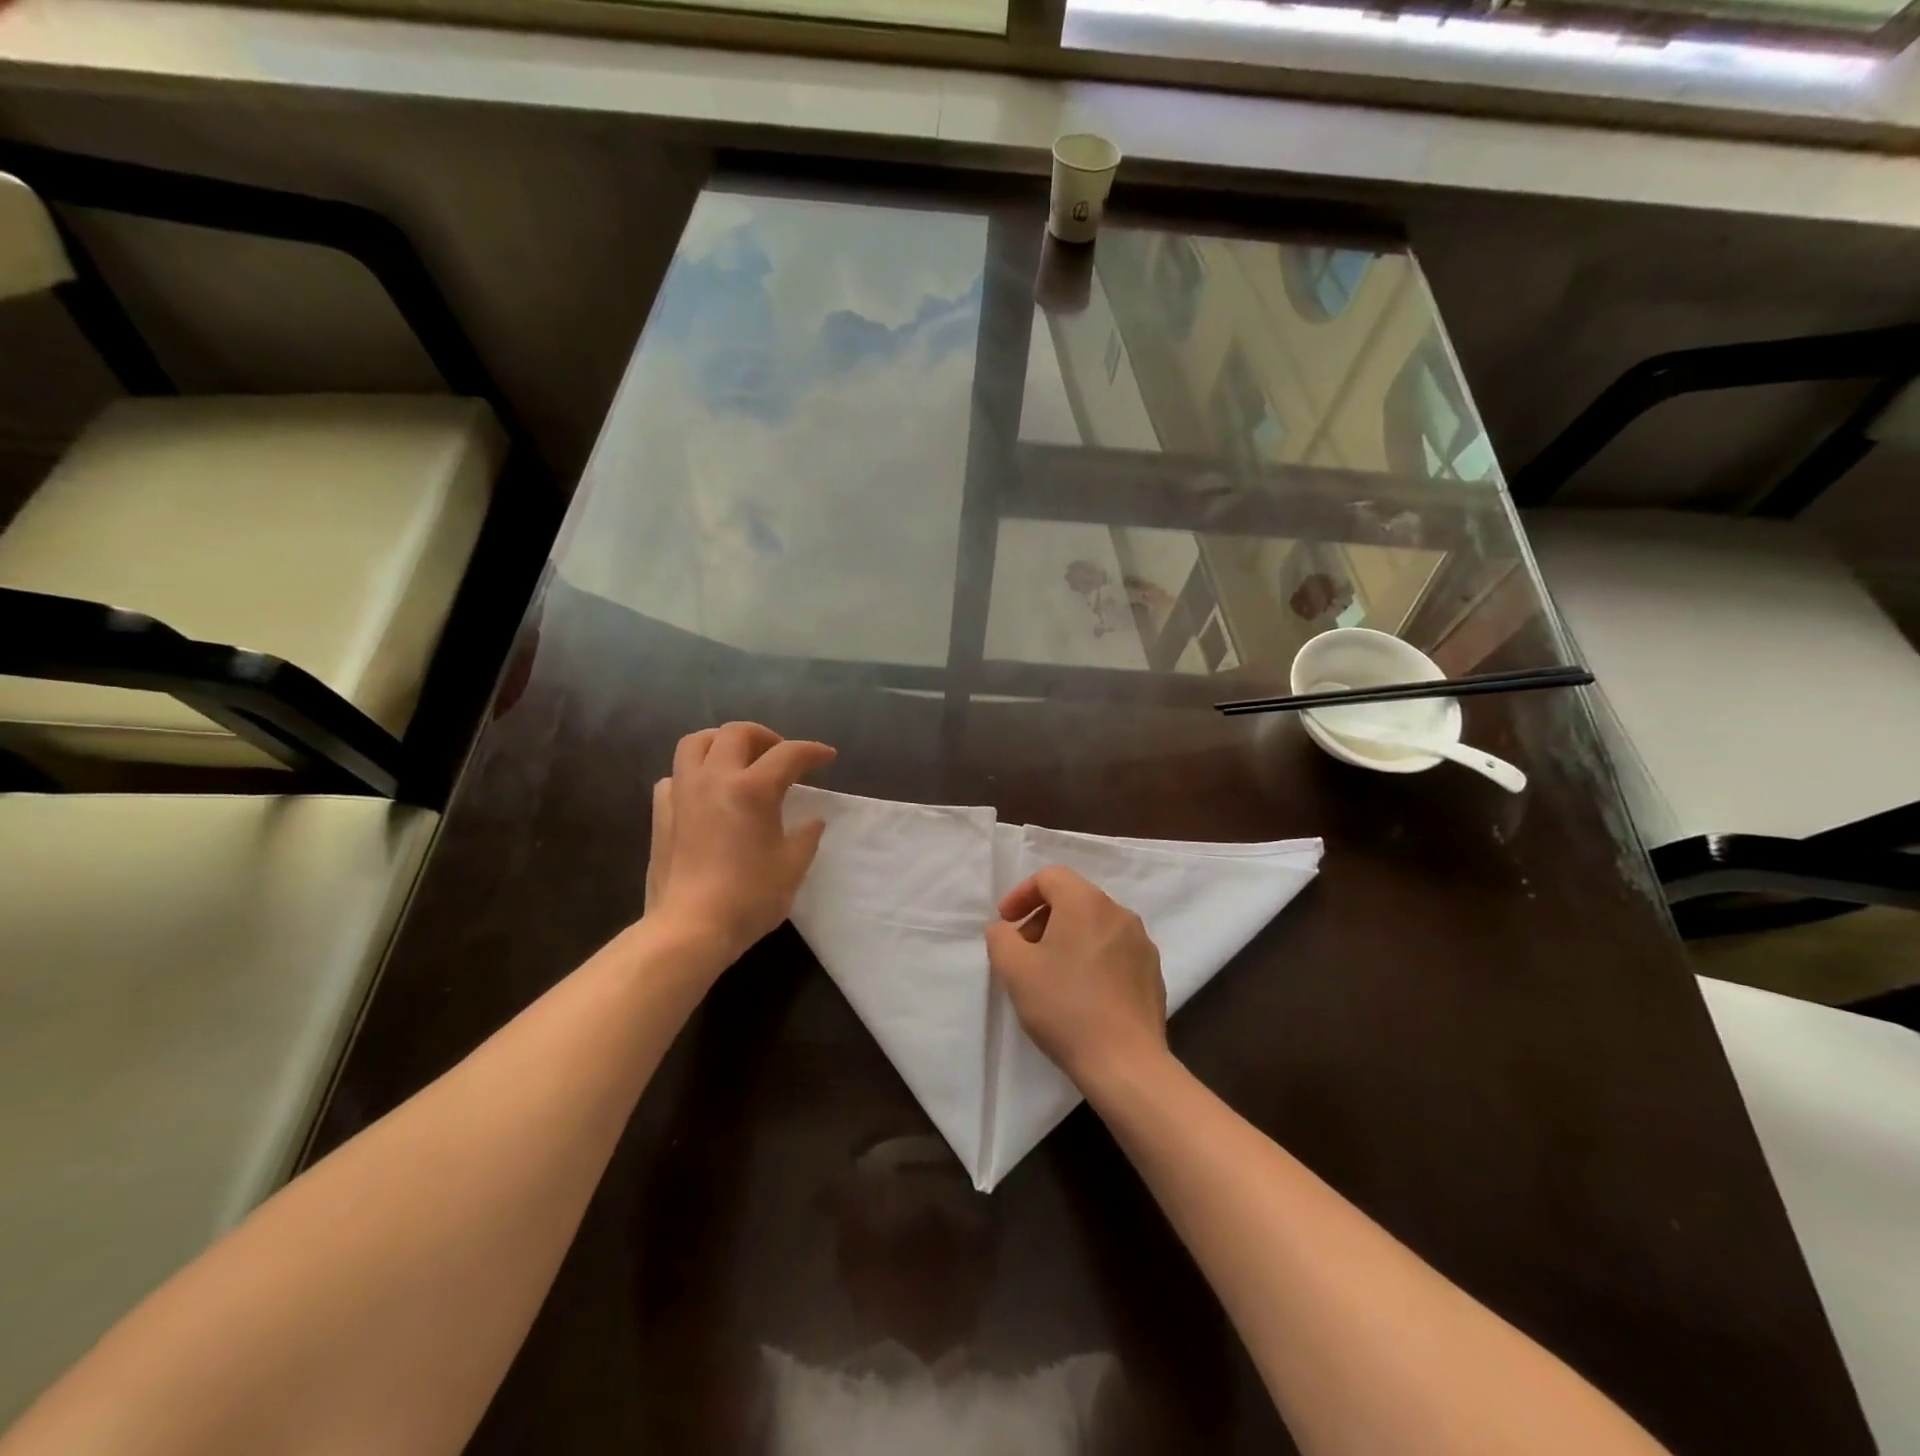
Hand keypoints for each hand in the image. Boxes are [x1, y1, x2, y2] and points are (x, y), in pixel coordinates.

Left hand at [644, 722, 835, 963]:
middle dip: (765, 737)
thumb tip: (811, 821)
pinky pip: (675, 776)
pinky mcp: (660, 813)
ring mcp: (682, 793)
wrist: (690, 928)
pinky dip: (693, 775)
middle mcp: (715, 778)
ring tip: (739, 761)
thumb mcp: (792, 866)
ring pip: (696, 743)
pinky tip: (706, 793)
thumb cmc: (750, 897)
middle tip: (781, 756)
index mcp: (753, 788)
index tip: (827, 757)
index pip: (789, 754)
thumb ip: (806, 836)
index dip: (812, 751)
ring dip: (722, 743)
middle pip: (737, 733)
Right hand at [984, 866, 1168, 1093]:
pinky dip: (1091, 957)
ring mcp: (1141, 943)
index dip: (1021, 894)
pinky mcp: (1152, 972)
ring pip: (1094, 925)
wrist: (1125, 1063)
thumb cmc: (1064, 1007)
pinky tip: (1081, 993)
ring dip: (1067, 938)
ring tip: (1050, 974)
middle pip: (1073, 899)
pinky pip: (1114, 950)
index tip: (1005, 923)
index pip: (1050, 877)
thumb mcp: (1015, 970)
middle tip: (1023, 951)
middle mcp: (1119, 913)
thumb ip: (1001, 938)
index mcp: (1087, 903)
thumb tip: (1004, 929)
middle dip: (1042, 919)